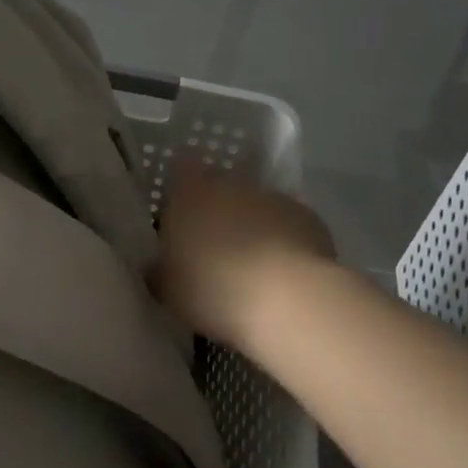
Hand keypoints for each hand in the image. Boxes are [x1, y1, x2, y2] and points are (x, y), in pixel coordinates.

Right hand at [154, 161, 334, 349]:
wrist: (287, 300)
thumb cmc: (212, 289)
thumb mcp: (168, 290)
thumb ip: (160, 271)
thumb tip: (158, 267)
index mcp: (190, 194)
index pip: (182, 168)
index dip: (182, 185)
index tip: (180, 210)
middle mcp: (232, 185)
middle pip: (221, 186)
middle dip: (217, 208)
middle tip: (213, 244)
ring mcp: (274, 199)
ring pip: (256, 206)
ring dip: (252, 225)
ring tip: (250, 265)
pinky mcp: (309, 218)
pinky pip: (288, 225)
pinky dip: (283, 242)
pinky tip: (281, 273)